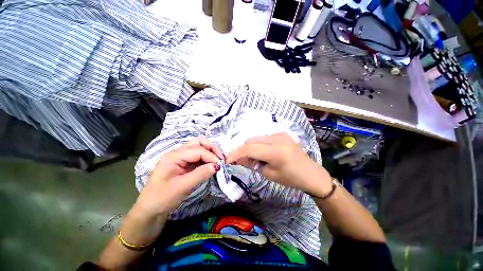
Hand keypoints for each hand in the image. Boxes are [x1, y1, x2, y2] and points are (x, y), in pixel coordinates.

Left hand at [135, 137, 222, 216]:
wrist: (150, 211)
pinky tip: (212, 164)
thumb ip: (201, 174)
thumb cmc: (162, 199)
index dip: (211, 156)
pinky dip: (207, 159)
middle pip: (198, 143)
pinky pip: (198, 157)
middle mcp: (178, 153)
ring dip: (210, 152)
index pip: (198, 150)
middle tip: (221, 158)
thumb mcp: (182, 187)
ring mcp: (181, 158)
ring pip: (199, 148)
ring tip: (219, 160)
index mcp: (174, 156)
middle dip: (212, 148)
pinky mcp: (184, 165)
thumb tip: (218, 165)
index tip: (221, 165)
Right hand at [227, 133, 331, 196]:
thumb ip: (252, 164)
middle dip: (242, 150)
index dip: (236, 153)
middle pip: (250, 140)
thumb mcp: (269, 174)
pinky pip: (264, 138)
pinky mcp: (282, 134)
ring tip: (253, 158)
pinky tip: (261, 153)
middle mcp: (277, 138)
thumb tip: (238, 159)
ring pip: (256, 138)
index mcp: (275, 151)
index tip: (228, 160)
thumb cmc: (292, 178)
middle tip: (241, 161)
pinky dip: (258, 145)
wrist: (312, 174)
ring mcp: (280, 134)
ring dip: (250, 147)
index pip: (249, 149)